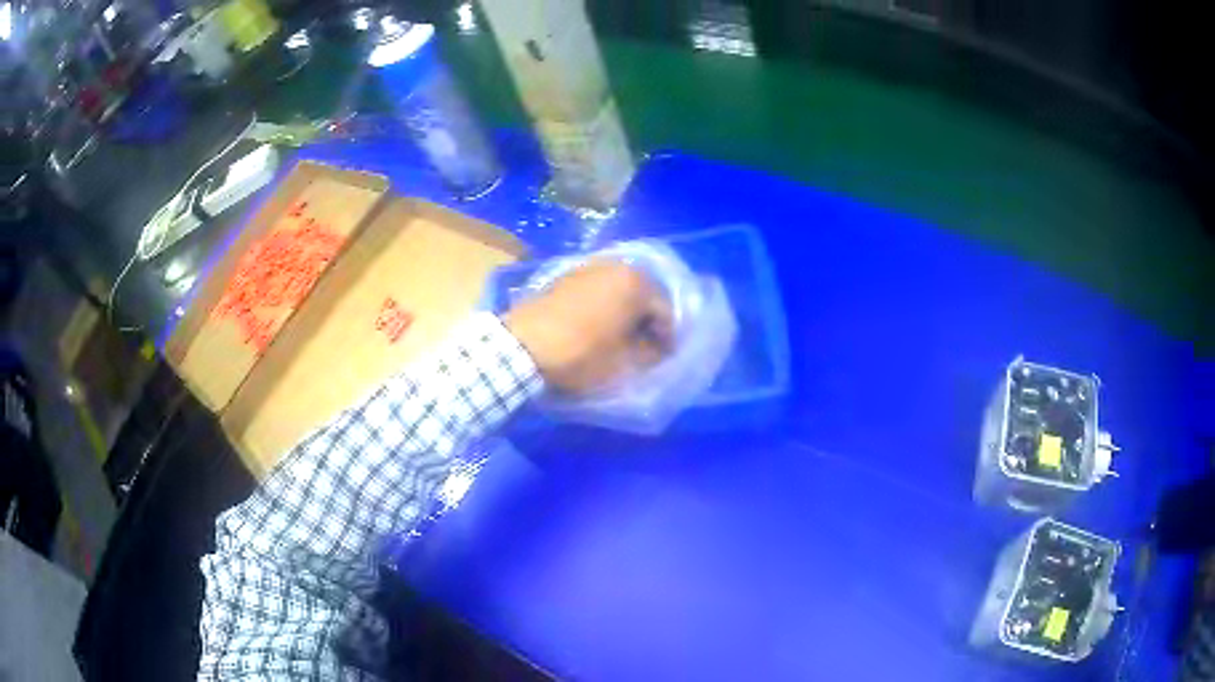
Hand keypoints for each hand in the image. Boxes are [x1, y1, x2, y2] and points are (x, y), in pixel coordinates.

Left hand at [504, 261, 672, 394]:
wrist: (523, 345)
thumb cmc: (581, 354)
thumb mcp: (623, 364)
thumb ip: (649, 354)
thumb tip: (657, 349)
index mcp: (636, 283)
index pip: (665, 311)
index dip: (668, 338)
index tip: (664, 358)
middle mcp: (616, 265)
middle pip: (643, 295)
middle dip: (646, 321)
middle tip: (645, 347)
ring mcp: (588, 266)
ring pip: (620, 290)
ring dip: (625, 312)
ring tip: (621, 338)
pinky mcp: (566, 275)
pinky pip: (598, 289)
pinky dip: (605, 305)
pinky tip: (598, 326)